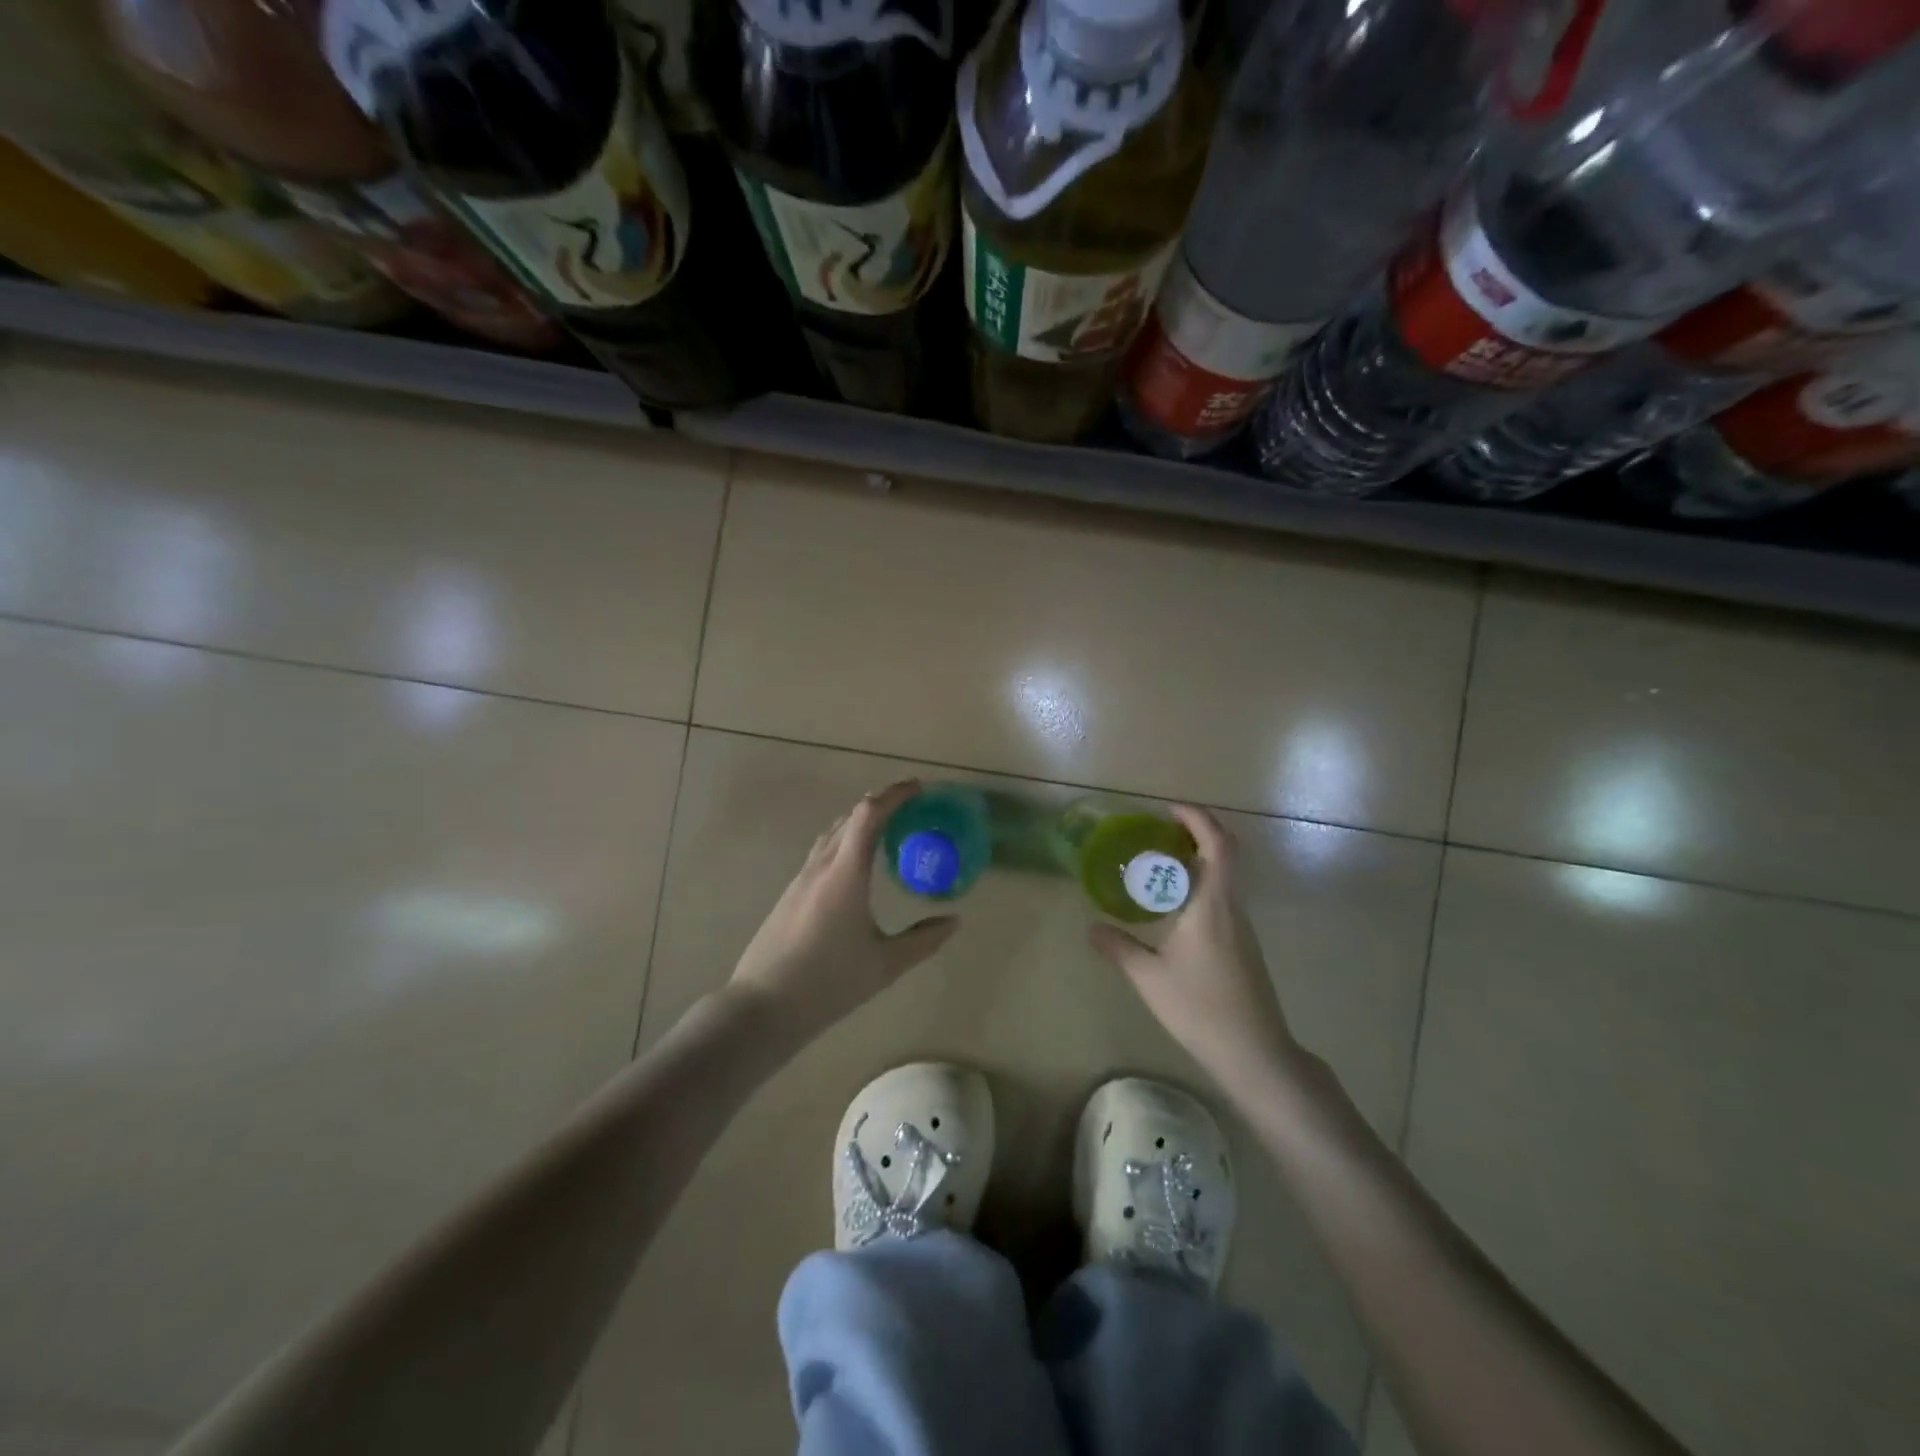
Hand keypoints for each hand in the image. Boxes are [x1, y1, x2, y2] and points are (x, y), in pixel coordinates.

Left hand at [729, 780, 959, 1044]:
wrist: (763, 1007)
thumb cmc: (828, 984)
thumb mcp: (885, 965)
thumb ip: (923, 940)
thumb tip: (954, 922)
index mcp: (845, 875)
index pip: (868, 815)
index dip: (894, 795)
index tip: (919, 788)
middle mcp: (821, 867)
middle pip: (850, 817)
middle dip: (882, 803)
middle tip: (912, 807)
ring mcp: (801, 879)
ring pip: (833, 833)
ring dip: (861, 821)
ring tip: (889, 830)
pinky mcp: (791, 893)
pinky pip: (823, 852)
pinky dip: (846, 841)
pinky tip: (858, 865)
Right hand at [1089, 805, 1301, 1093]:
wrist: (1253, 1052)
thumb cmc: (1199, 1007)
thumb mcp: (1148, 976)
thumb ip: (1118, 947)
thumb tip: (1091, 927)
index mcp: (1212, 904)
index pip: (1218, 844)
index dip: (1198, 818)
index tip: (1169, 810)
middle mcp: (1232, 907)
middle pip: (1225, 853)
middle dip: (1195, 833)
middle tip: (1158, 833)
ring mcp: (1242, 927)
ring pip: (1224, 877)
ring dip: (1196, 861)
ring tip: (1158, 868)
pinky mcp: (1244, 945)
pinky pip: (1222, 898)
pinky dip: (1200, 886)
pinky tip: (1174, 909)